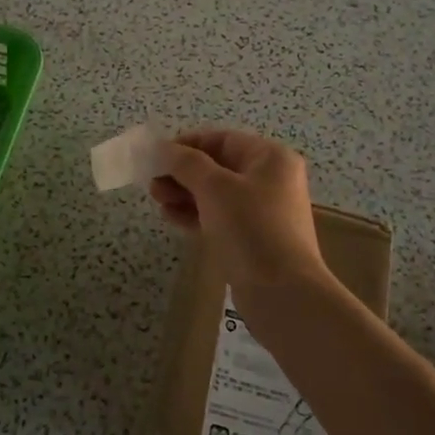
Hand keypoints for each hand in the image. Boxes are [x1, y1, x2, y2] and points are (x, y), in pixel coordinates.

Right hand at [150, 127, 327, 288]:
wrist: (282, 294)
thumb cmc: (251, 229)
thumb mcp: (215, 188)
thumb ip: (186, 163)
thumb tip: (162, 148)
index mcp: (270, 158)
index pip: (222, 139)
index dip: (187, 144)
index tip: (156, 156)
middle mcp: (271, 180)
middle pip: (218, 166)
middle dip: (182, 172)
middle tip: (152, 183)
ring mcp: (263, 212)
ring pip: (216, 194)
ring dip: (184, 194)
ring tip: (157, 201)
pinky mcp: (253, 239)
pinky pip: (219, 217)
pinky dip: (195, 215)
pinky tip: (170, 218)